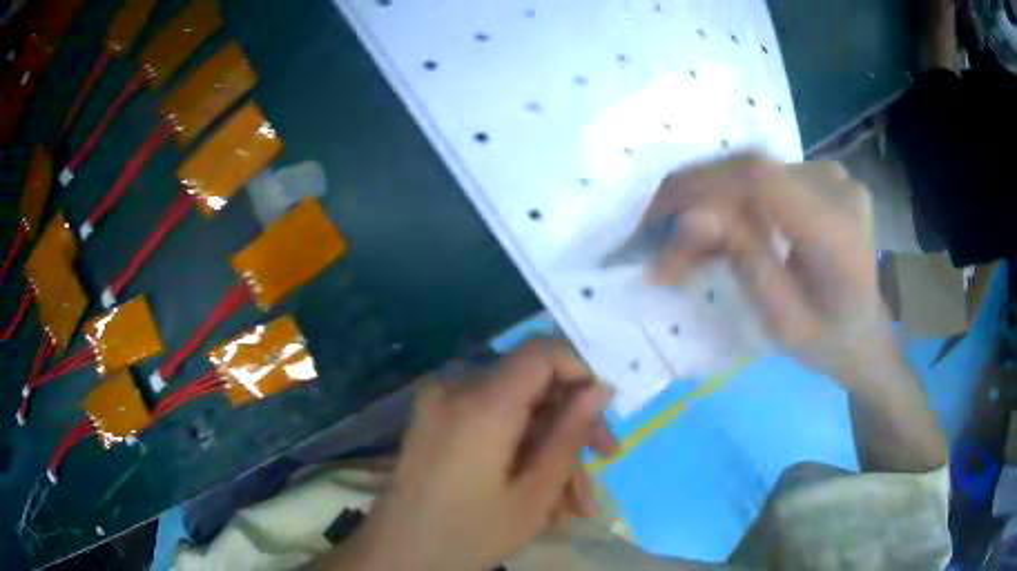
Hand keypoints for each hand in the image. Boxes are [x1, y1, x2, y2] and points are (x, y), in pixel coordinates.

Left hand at [334, 340, 617, 570]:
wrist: (398, 554)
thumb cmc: (469, 534)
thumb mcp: (533, 494)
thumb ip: (569, 436)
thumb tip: (598, 390)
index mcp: (482, 402)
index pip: (543, 351)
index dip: (581, 373)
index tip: (602, 413)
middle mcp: (456, 388)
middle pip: (533, 383)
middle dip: (571, 423)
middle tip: (603, 462)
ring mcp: (441, 404)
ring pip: (516, 409)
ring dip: (549, 447)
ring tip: (574, 503)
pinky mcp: (435, 420)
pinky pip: (491, 421)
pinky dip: (519, 448)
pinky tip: (541, 493)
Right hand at [641, 154, 894, 388]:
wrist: (866, 334)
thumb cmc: (828, 343)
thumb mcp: (783, 323)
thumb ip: (744, 264)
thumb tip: (690, 216)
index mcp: (837, 231)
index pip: (759, 179)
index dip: (699, 187)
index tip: (655, 219)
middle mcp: (838, 189)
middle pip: (750, 170)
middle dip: (695, 198)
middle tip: (659, 238)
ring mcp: (833, 177)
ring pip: (752, 171)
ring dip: (711, 200)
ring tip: (685, 242)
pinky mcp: (823, 177)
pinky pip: (767, 176)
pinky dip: (734, 197)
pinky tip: (719, 225)